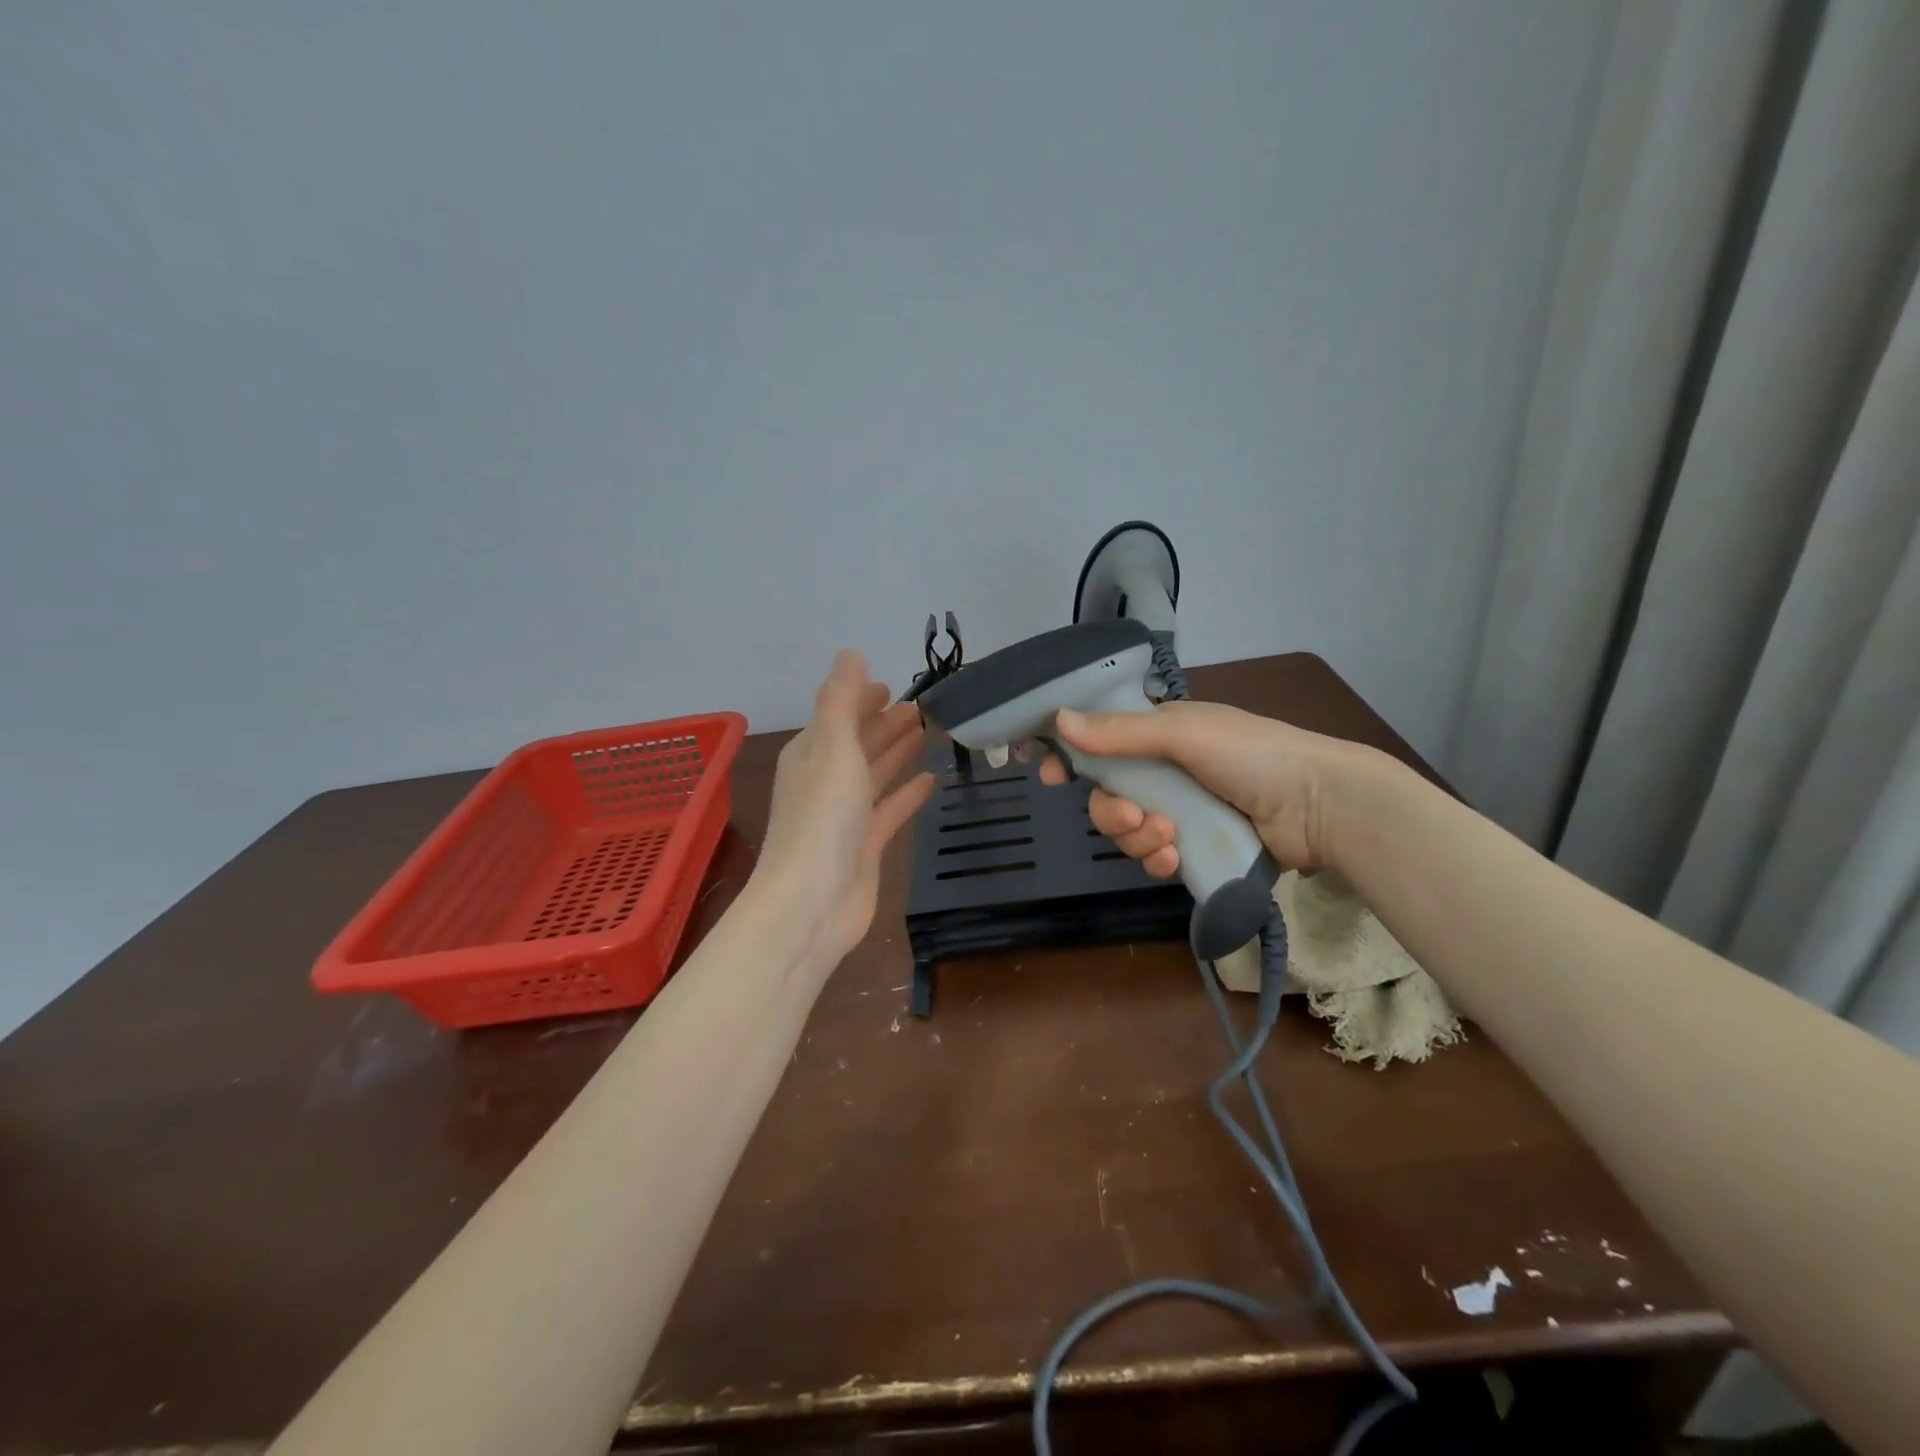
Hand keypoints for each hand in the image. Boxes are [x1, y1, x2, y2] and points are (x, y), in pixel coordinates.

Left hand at [755, 651, 933, 971]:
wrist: (811, 904)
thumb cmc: (822, 818)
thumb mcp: (832, 747)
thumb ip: (842, 699)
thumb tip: (851, 653)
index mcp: (811, 753)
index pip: (839, 715)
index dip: (863, 697)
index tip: (894, 684)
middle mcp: (825, 780)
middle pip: (860, 742)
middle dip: (887, 723)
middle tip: (925, 707)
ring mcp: (845, 816)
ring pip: (876, 773)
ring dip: (899, 751)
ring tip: (931, 731)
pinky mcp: (865, 846)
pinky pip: (889, 810)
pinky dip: (907, 793)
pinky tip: (931, 779)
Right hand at [1037, 699, 1359, 875]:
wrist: (1319, 806)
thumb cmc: (1252, 754)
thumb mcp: (1184, 733)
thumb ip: (1121, 732)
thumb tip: (1060, 720)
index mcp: (1160, 734)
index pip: (1100, 742)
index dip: (1071, 758)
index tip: (1048, 776)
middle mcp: (1165, 770)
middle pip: (1108, 795)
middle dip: (1111, 812)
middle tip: (1132, 817)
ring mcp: (1182, 810)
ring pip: (1129, 830)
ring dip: (1138, 838)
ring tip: (1168, 838)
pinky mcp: (1197, 845)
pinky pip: (1156, 856)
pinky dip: (1159, 858)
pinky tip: (1177, 857)